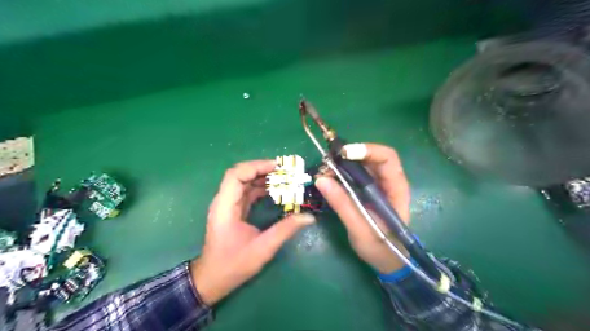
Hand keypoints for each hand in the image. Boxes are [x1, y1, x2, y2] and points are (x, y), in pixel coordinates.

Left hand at [192, 159, 315, 304]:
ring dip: (263, 178)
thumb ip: (285, 230)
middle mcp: (224, 201)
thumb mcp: (262, 248)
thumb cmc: (233, 265)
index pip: (236, 175)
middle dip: (263, 169)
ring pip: (245, 182)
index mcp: (225, 207)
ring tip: (284, 179)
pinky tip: (275, 191)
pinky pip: (247, 192)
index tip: (278, 167)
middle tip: (285, 172)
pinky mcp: (233, 210)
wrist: (213, 279)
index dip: (256, 166)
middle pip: (241, 175)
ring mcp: (228, 205)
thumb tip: (308, 217)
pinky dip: (261, 188)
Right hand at [316, 144, 408, 272]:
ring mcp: (376, 185)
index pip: (387, 157)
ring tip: (324, 172)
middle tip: (327, 163)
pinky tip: (328, 180)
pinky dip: (339, 173)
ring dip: (341, 164)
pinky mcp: (366, 191)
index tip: (343, 154)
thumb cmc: (381, 247)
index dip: (367, 150)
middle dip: (348, 156)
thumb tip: (320, 180)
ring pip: (360, 164)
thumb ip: (343, 205)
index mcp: (396, 188)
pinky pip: (353, 175)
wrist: (387, 260)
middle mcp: (387, 181)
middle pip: (371, 157)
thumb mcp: (361, 229)